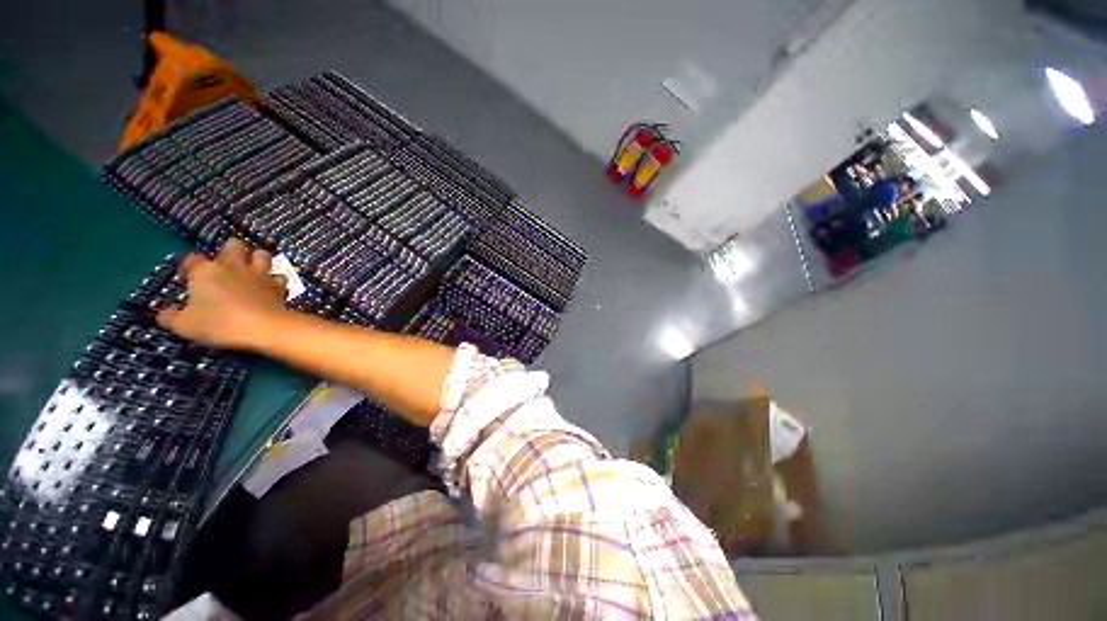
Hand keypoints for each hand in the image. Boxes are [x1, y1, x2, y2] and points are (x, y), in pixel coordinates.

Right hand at [156, 239, 288, 349]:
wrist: (263, 327)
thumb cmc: (218, 323)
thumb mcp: (184, 325)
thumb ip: (170, 317)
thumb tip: (162, 314)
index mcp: (206, 271)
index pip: (192, 259)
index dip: (189, 266)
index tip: (187, 277)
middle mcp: (233, 266)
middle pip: (233, 245)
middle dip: (230, 251)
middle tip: (225, 266)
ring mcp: (259, 274)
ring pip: (262, 255)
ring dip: (258, 260)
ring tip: (253, 271)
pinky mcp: (278, 286)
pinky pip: (279, 276)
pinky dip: (276, 280)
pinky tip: (272, 288)